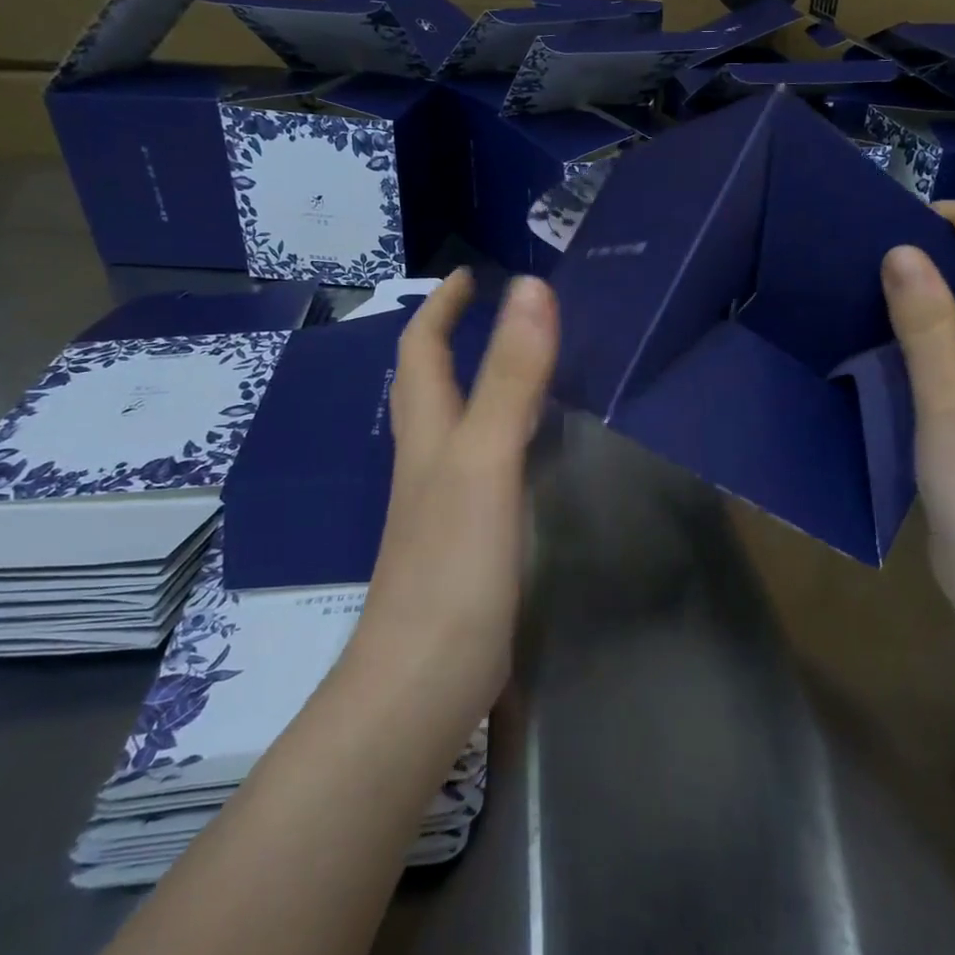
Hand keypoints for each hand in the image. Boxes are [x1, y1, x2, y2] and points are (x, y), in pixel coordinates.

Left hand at [338, 269, 558, 732]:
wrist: (425, 679)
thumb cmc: (453, 565)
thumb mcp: (487, 459)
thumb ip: (511, 376)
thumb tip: (530, 288)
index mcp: (429, 434)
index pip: (423, 350)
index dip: (443, 308)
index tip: (471, 274)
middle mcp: (429, 461)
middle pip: (431, 385)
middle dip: (454, 339)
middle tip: (500, 313)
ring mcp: (443, 504)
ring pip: (455, 426)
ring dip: (478, 385)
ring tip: (523, 366)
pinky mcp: (466, 540)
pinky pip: (481, 467)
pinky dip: (502, 438)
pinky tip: (531, 451)